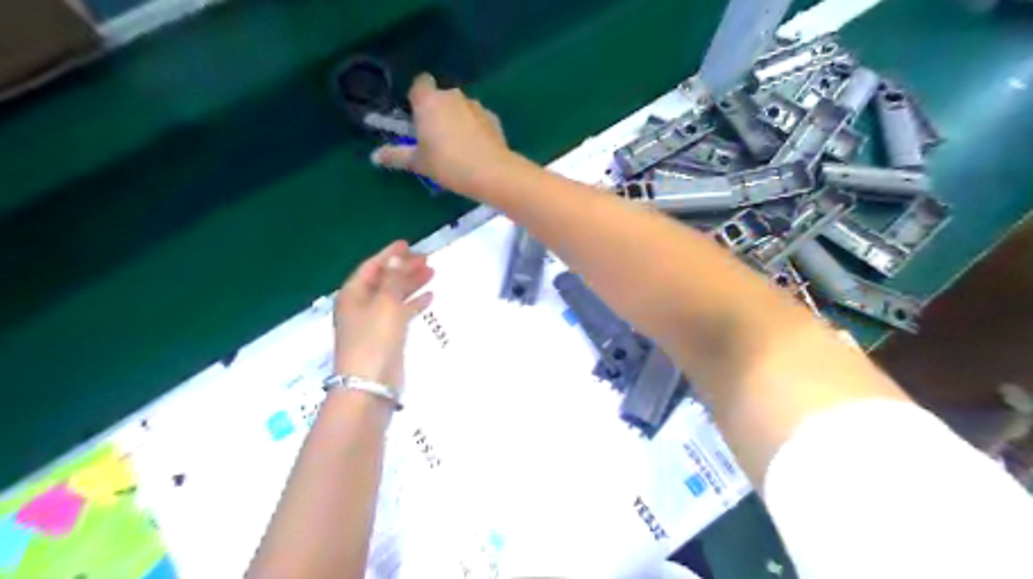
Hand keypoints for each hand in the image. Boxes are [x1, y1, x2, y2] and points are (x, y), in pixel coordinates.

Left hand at [333, 240, 431, 393]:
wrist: (370, 384)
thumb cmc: (374, 339)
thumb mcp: (385, 303)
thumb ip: (392, 279)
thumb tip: (394, 257)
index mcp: (353, 294)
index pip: (372, 267)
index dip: (389, 254)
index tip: (407, 244)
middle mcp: (361, 305)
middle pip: (384, 279)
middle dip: (403, 268)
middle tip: (426, 258)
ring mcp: (374, 321)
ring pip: (394, 295)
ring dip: (411, 283)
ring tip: (432, 272)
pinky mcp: (386, 336)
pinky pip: (401, 312)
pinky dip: (413, 303)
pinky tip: (429, 297)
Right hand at [374, 72, 514, 190]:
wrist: (491, 172)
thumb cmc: (447, 164)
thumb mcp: (418, 163)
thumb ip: (396, 155)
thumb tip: (374, 156)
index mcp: (429, 101)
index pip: (420, 84)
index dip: (417, 98)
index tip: (416, 117)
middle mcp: (452, 96)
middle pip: (441, 96)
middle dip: (437, 111)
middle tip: (434, 137)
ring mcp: (475, 106)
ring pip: (461, 107)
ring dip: (457, 119)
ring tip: (457, 146)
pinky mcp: (494, 118)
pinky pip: (478, 119)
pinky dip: (475, 128)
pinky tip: (476, 149)